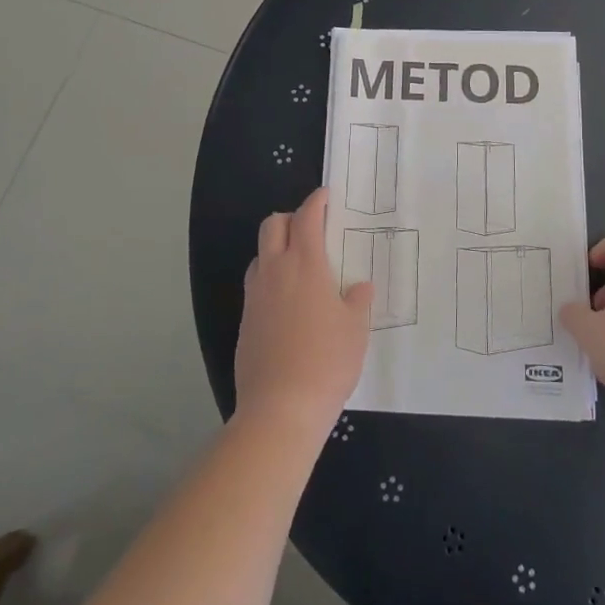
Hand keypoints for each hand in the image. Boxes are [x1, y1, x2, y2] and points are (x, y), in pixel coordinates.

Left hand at [234, 188, 370, 438]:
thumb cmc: (327, 361)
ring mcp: (255, 296)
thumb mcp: (355, 330)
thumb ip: (357, 301)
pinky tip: (286, 301)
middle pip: (272, 225)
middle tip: (310, 228)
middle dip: (290, 218)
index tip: (325, 196)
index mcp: (305, 265)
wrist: (280, 407)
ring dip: (276, 248)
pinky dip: (269, 278)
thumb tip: (359, 286)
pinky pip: (255, 284)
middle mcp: (275, 271)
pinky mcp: (245, 320)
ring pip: (260, 254)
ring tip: (298, 265)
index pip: (306, 218)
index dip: (316, 202)